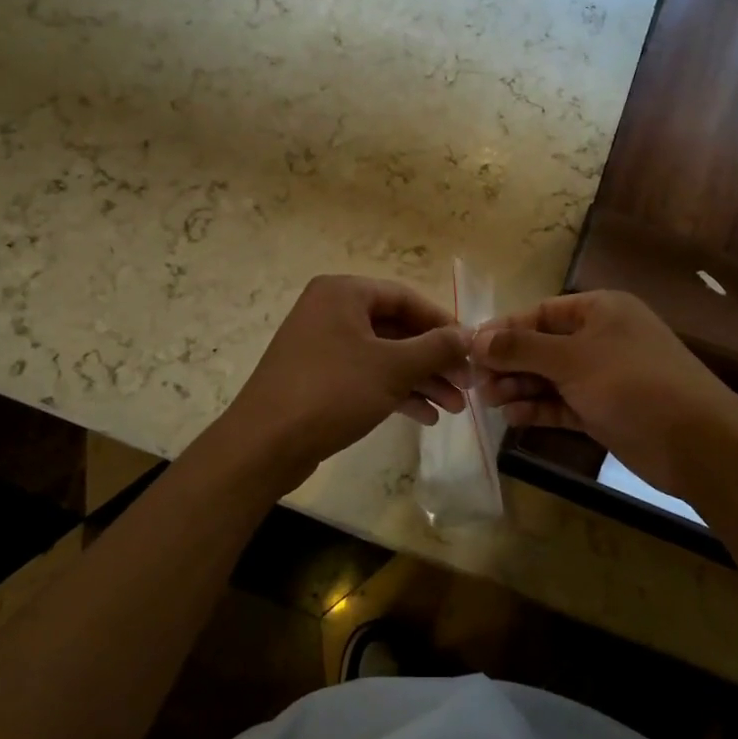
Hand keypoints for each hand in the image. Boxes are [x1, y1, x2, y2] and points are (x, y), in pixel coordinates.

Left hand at [217, 275, 471, 488]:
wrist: (265, 444)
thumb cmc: (333, 392)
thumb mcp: (393, 368)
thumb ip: (436, 348)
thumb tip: (469, 335)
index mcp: (343, 293)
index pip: (406, 298)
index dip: (443, 324)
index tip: (472, 350)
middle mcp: (330, 311)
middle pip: (397, 329)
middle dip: (434, 360)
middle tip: (468, 385)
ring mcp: (322, 346)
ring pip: (384, 356)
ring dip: (421, 380)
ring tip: (454, 408)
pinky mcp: (318, 378)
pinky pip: (366, 376)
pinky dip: (395, 392)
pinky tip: (425, 417)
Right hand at [472, 290, 737, 497]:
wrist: (697, 443)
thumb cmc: (633, 384)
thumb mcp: (573, 359)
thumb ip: (522, 348)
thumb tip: (476, 338)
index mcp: (599, 310)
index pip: (540, 313)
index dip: (504, 329)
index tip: (468, 349)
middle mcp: (601, 338)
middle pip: (542, 346)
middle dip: (509, 362)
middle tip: (475, 383)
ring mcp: (604, 377)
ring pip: (550, 377)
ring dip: (520, 386)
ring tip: (489, 401)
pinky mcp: (605, 410)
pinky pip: (563, 404)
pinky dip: (539, 408)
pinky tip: (513, 417)